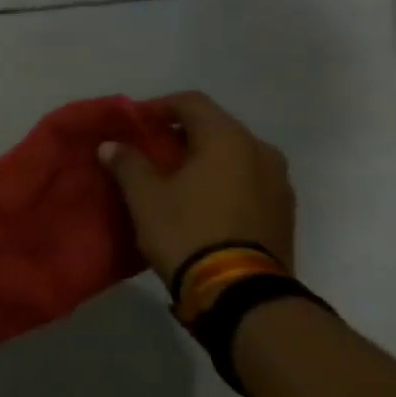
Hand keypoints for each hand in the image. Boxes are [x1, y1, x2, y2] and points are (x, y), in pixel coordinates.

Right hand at [99, 91, 294, 281]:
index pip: (190, 103)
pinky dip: (223, 182)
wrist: (241, 293)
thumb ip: (128, 163)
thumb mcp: (145, 197)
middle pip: (215, 128)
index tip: (133, 124)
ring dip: (204, 160)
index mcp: (228, 138)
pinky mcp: (284, 211)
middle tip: (149, 153)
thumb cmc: (187, 233)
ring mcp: (279, 182)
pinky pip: (248, 181)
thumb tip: (111, 144)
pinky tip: (201, 203)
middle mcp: (261, 150)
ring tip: (175, 180)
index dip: (158, 107)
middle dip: (180, 135)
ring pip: (234, 156)